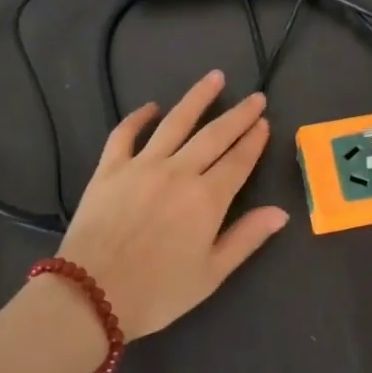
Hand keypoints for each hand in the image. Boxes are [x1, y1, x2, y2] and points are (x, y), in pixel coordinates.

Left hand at [56, 69, 289, 339]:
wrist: (90, 295)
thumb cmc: (157, 292)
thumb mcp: (210, 274)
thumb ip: (246, 238)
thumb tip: (281, 212)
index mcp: (207, 199)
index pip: (239, 161)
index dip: (254, 141)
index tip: (264, 122)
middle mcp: (179, 172)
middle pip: (215, 135)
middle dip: (238, 115)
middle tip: (255, 97)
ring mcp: (142, 165)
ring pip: (175, 122)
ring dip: (197, 98)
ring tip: (214, 77)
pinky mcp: (110, 168)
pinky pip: (125, 134)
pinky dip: (138, 117)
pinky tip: (151, 107)